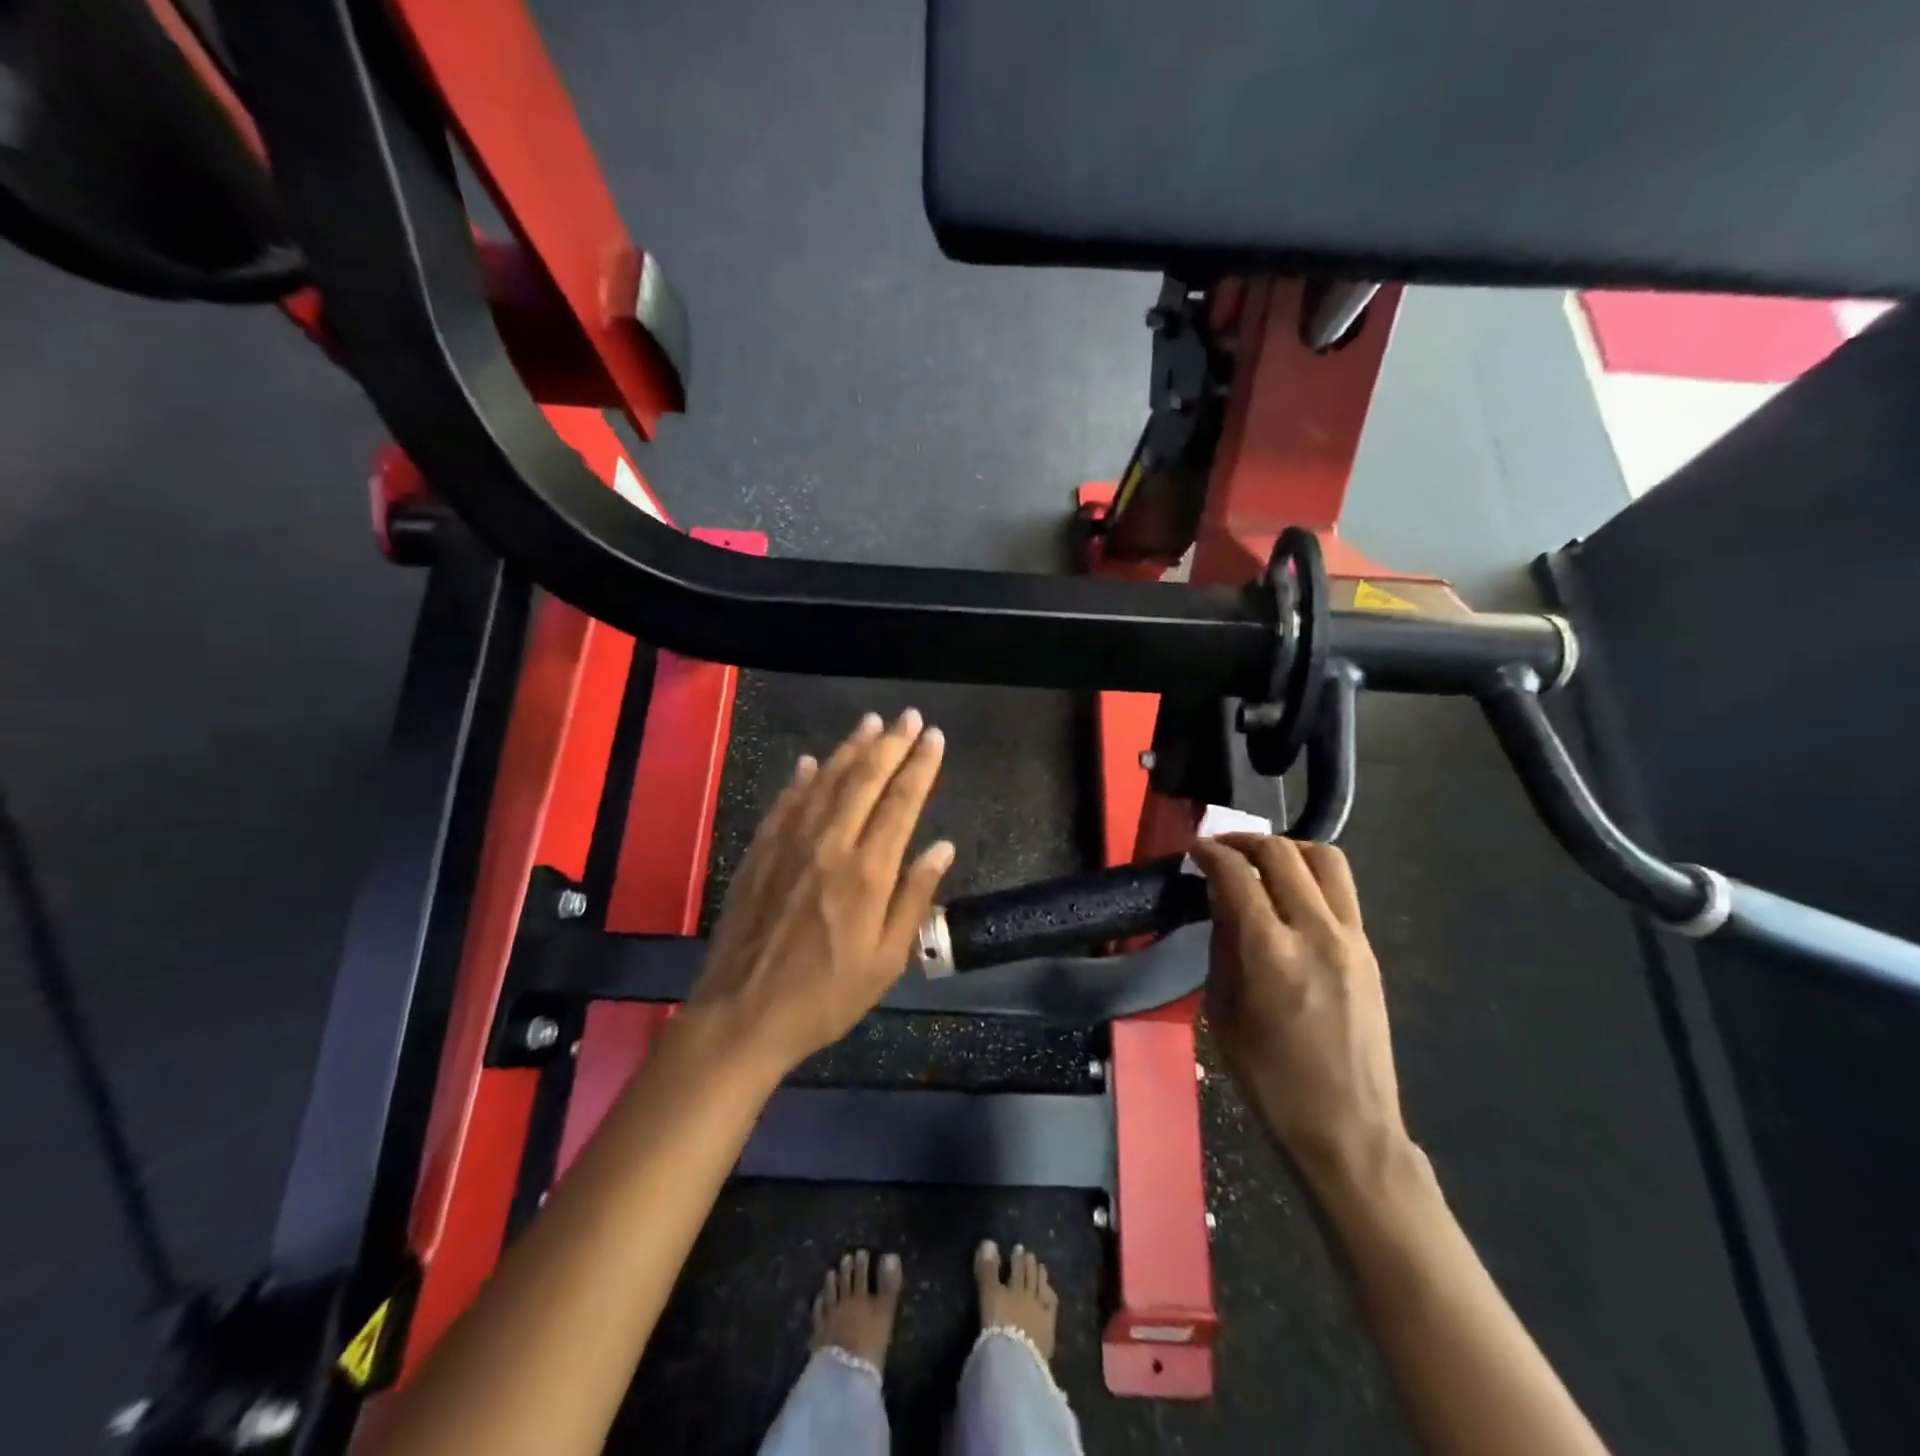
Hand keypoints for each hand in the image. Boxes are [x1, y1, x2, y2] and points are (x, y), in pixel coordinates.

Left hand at [687, 710, 954, 1076]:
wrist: (743, 1014)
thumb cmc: (826, 996)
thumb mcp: (887, 960)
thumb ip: (915, 897)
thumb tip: (942, 846)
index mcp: (867, 872)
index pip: (901, 803)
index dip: (921, 766)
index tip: (934, 737)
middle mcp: (829, 845)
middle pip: (864, 780)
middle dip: (890, 744)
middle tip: (908, 717)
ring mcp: (789, 844)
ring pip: (824, 782)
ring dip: (849, 749)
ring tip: (870, 723)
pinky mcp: (760, 853)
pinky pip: (785, 803)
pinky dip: (801, 778)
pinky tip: (810, 762)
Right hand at [1189, 834, 1409, 1191]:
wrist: (1347, 1128)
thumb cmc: (1268, 1079)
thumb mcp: (1223, 1011)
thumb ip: (1223, 946)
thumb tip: (1220, 901)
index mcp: (1270, 952)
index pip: (1237, 874)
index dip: (1211, 852)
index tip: (1195, 848)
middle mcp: (1316, 932)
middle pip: (1282, 853)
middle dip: (1246, 841)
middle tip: (1222, 849)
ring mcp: (1352, 939)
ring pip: (1325, 859)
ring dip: (1288, 848)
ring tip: (1262, 861)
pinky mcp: (1370, 951)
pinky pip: (1342, 890)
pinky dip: (1311, 875)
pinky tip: (1291, 894)